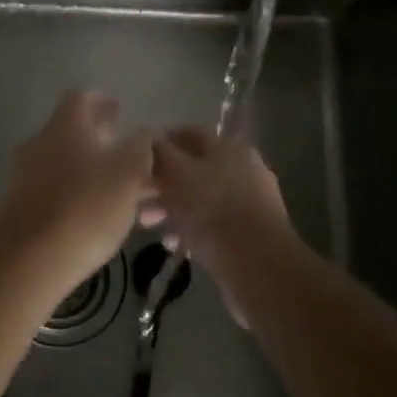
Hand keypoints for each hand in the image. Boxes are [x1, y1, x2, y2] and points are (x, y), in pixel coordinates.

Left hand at [0, 91, 154, 289]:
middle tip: (129, 153)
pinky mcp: (22, 206)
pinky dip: (81, 195)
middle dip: (103, 141)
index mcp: (64, 126)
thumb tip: (141, 134)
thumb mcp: (128, 174)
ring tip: (128, 194)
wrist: (30, 259)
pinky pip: (57, 190)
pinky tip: (103, 216)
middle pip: (73, 132)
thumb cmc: (86, 207)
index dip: (101, 101)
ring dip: (97, 172)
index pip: (81, 98)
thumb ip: (139, 148)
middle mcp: (40, 143)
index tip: (118, 109)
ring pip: (69, 164)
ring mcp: (26, 175)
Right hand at [148, 128, 292, 281]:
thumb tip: (148, 138)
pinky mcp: (252, 231)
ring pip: (203, 198)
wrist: (257, 263)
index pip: (189, 133)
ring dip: (174, 209)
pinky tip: (176, 245)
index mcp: (228, 147)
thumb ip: (159, 152)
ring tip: (151, 227)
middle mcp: (244, 167)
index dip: (162, 142)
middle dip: (163, 184)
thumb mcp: (176, 174)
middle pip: (194, 168)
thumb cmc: (211, 209)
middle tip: (139, 201)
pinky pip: (215, 223)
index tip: (138, 160)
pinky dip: (194, 229)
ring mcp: (251, 200)